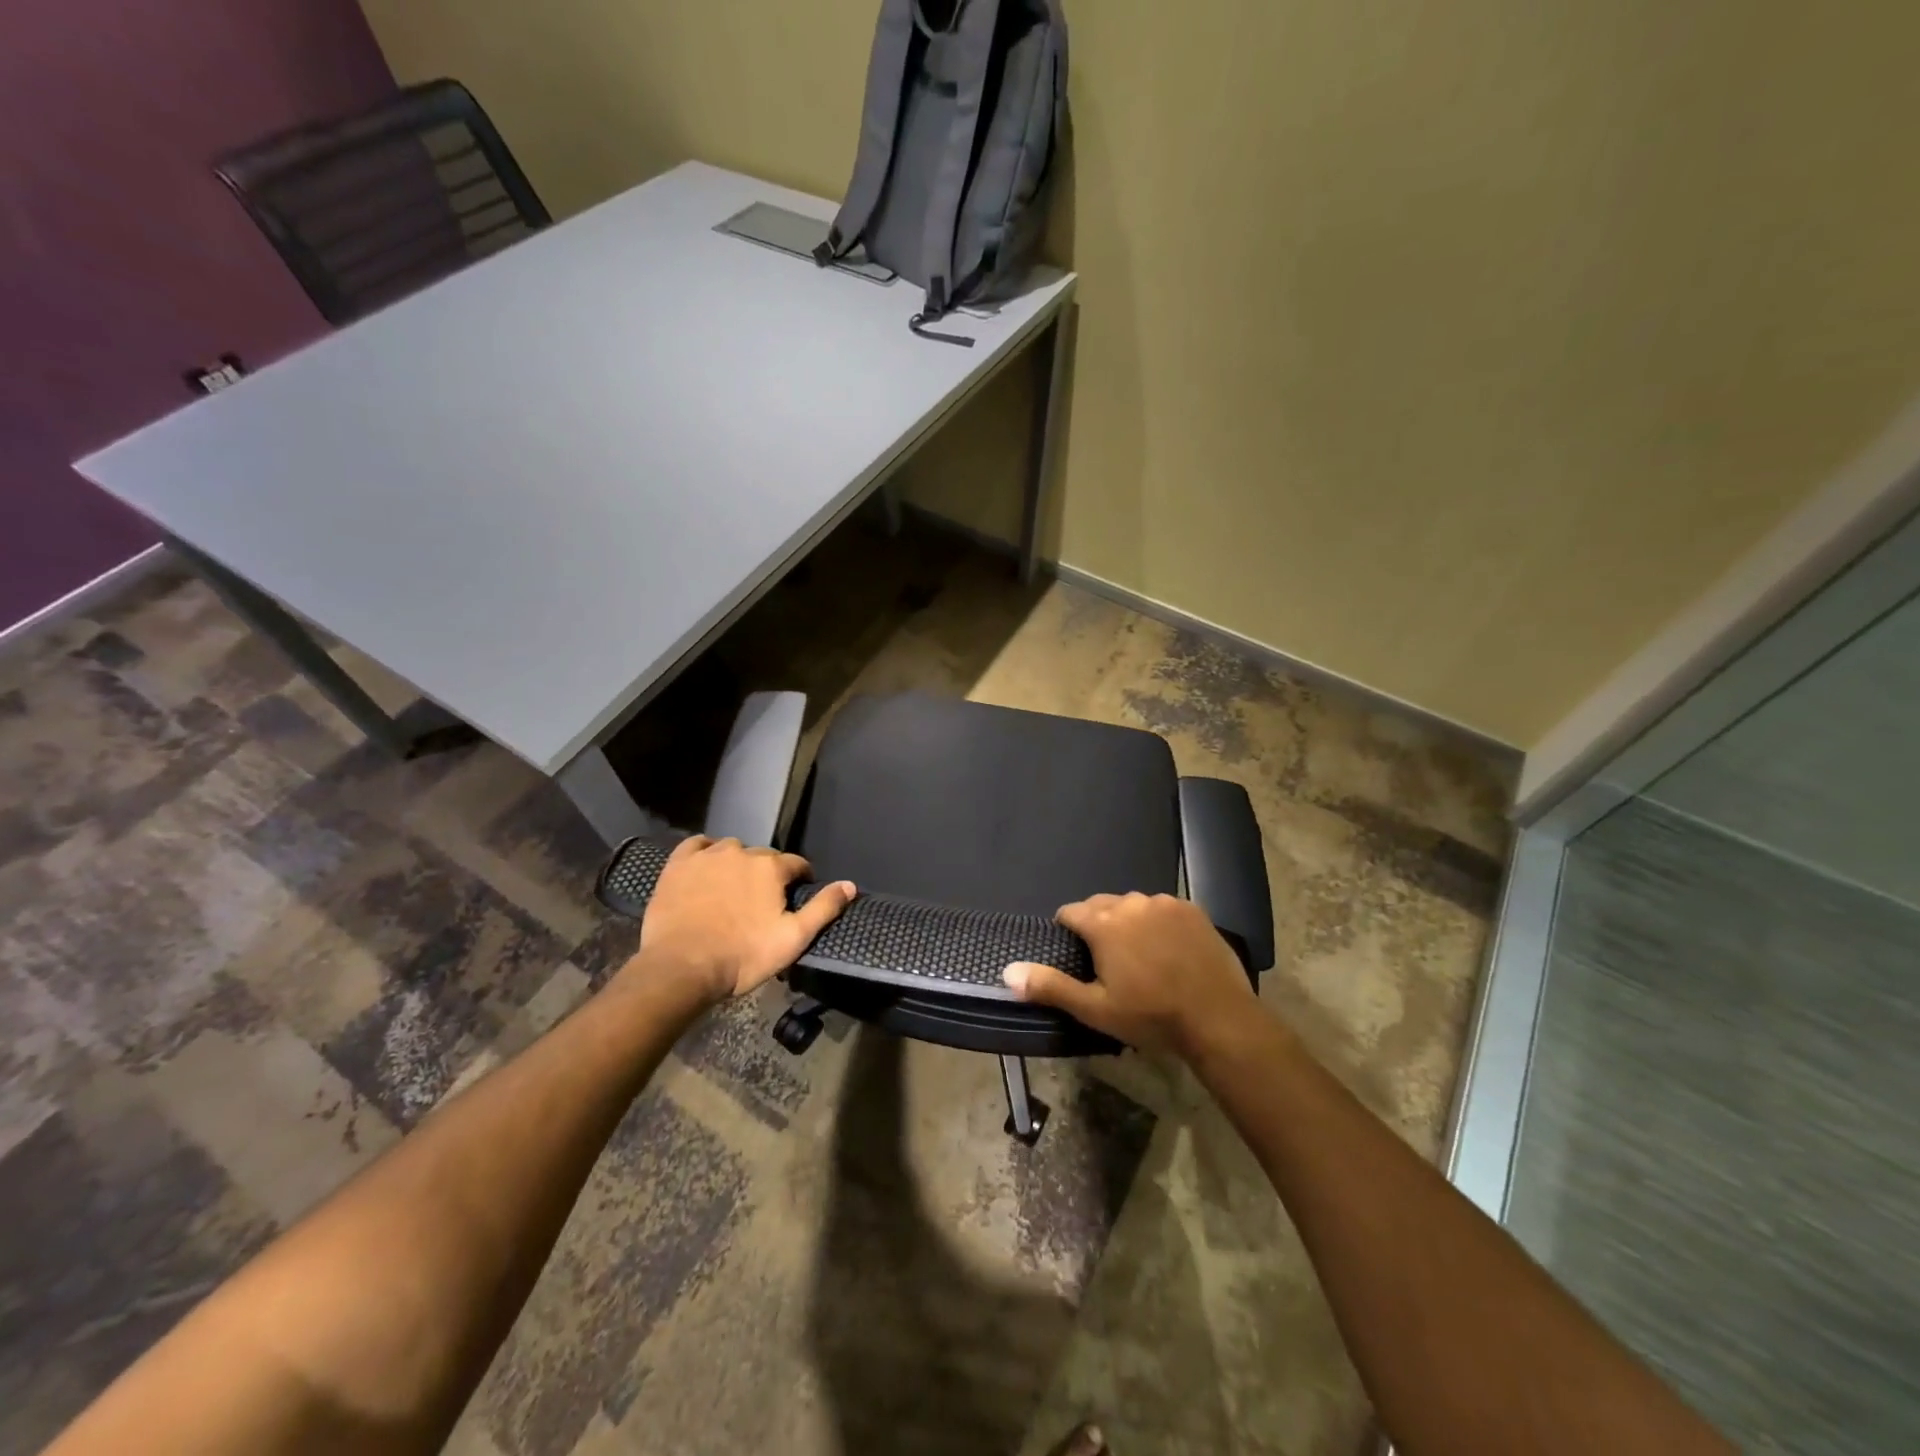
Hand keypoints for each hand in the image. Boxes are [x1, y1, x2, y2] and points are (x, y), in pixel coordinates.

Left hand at [622, 835, 855, 1004]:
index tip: (795, 896)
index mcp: (771, 868)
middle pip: (763, 857)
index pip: (796, 864)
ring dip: (737, 862)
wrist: (681, 967)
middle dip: (767, 873)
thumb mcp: (793, 938)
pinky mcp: (678, 865)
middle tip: (761, 901)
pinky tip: (705, 866)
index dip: (800, 879)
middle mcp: (741, 852)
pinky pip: (696, 845)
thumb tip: (850, 884)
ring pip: (731, 849)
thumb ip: (823, 908)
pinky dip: (705, 852)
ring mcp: (707, 856)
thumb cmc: (743, 956)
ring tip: (733, 887)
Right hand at [1003, 892, 1256, 1056]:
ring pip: (1132, 905)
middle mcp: (1131, 903)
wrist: (1218, 1018)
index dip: (1067, 930)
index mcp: (1104, 923)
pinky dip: (1157, 922)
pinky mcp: (1192, 909)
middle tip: (1106, 960)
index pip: (1070, 912)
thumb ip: (1050, 986)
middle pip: (1101, 904)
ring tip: (1138, 954)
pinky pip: (1162, 908)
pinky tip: (1167, 949)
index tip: (1075, 954)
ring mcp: (1165, 903)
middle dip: (1097, 924)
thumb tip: (1007, 971)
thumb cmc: (1151, 1016)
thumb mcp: (1095, 1009)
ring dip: (1128, 921)